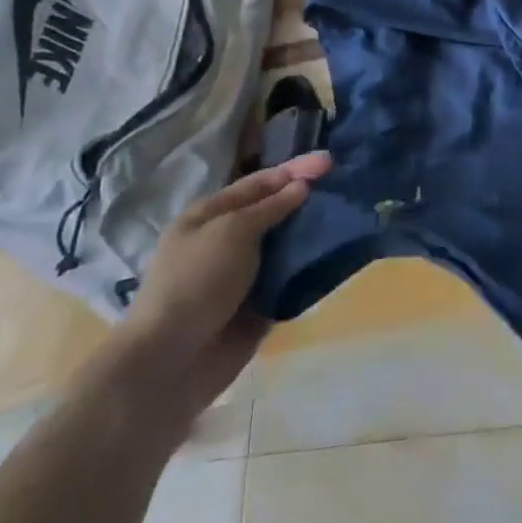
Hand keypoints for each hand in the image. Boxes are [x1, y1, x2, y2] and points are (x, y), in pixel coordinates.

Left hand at [106, 152, 327, 417]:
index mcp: (211, 214)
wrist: (171, 361)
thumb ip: (270, 207)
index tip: (331, 161)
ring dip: (313, 232)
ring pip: (286, 244)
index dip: (295, 169)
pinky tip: (339, 256)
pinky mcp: (258, 304)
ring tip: (350, 218)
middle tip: (345, 187)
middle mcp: (227, 239)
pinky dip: (310, 268)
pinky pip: (290, 278)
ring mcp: (243, 273)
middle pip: (275, 210)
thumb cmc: (196, 282)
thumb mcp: (232, 232)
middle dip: (308, 199)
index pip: (260, 182)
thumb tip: (301, 187)